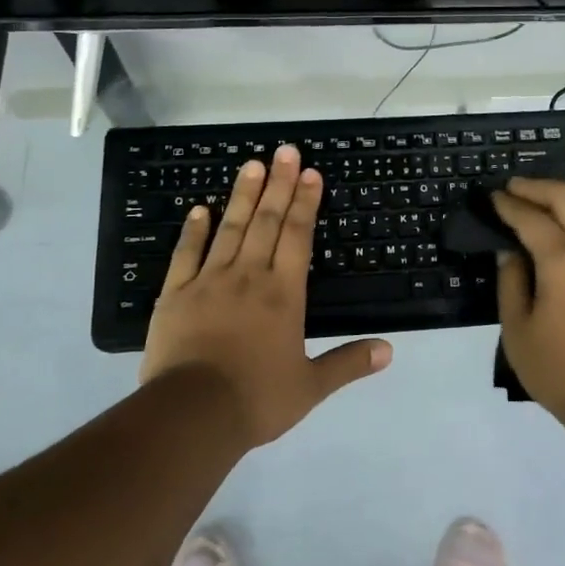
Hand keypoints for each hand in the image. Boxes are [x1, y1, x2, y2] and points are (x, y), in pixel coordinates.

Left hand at [141, 145, 390, 445]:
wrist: (192, 415)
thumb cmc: (256, 399)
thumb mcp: (310, 386)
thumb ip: (348, 363)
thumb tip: (389, 351)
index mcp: (283, 294)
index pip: (297, 236)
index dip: (305, 202)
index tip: (310, 173)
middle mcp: (249, 276)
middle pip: (266, 222)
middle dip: (278, 184)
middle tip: (285, 150)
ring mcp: (208, 281)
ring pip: (230, 228)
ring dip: (243, 195)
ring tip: (252, 164)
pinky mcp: (175, 294)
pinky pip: (186, 254)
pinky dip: (194, 230)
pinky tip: (200, 209)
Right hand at [490, 177, 564, 429]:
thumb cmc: (561, 371)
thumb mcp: (518, 331)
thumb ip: (510, 283)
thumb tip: (509, 251)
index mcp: (561, 259)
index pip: (529, 218)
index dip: (508, 205)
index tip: (493, 196)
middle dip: (537, 187)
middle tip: (514, 188)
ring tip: (551, 209)